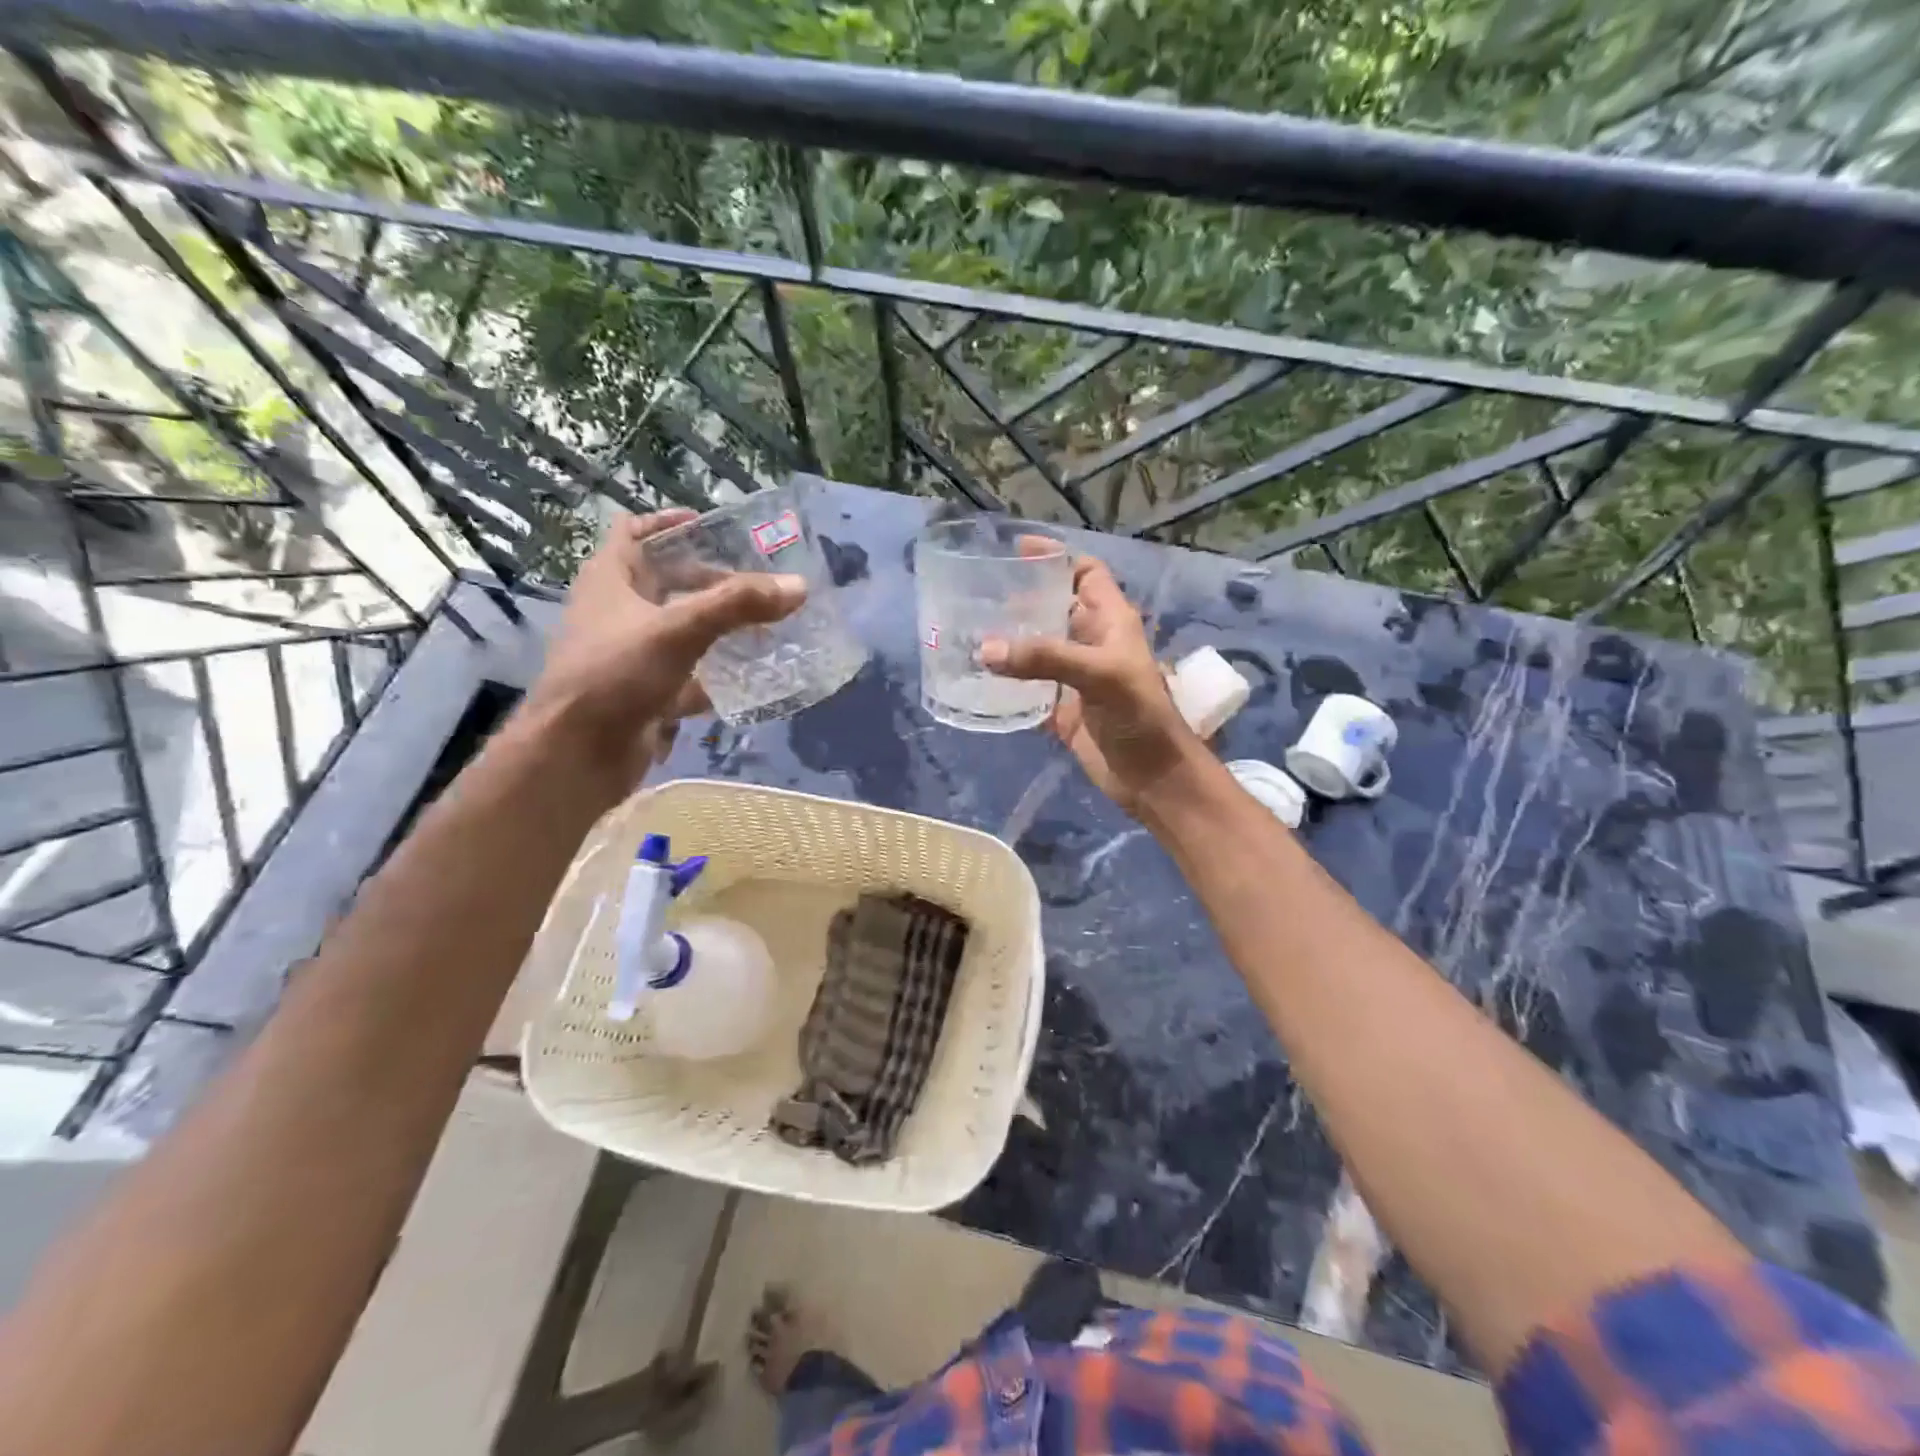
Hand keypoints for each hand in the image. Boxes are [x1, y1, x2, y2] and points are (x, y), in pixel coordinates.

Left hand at [521, 509, 805, 796]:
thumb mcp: (680, 630)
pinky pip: (687, 674)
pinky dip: (715, 674)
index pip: (634, 532)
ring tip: (763, 624)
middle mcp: (617, 612)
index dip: (669, 523)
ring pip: (680, 630)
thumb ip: (738, 605)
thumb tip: (798, 586)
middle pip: (666, 582)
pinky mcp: (645, 693)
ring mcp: (630, 655)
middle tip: (756, 582)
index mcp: (610, 580)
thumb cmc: (616, 675)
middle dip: (710, 580)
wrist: (578, 754)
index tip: (711, 526)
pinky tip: (750, 675)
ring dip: (717, 626)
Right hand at [981, 554, 1207, 815]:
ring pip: (1036, 648)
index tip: (1015, 550)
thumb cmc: (1139, 715)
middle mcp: (1090, 643)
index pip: (1085, 574)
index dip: (1056, 557)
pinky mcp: (1060, 710)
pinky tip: (977, 678)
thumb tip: (986, 650)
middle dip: (1020, 598)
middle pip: (1052, 608)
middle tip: (975, 592)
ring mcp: (1074, 678)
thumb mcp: (1099, 675)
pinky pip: (1027, 689)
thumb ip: (1045, 658)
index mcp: (1110, 621)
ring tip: (966, 630)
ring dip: (1008, 641)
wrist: (1152, 777)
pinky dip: (1006, 683)